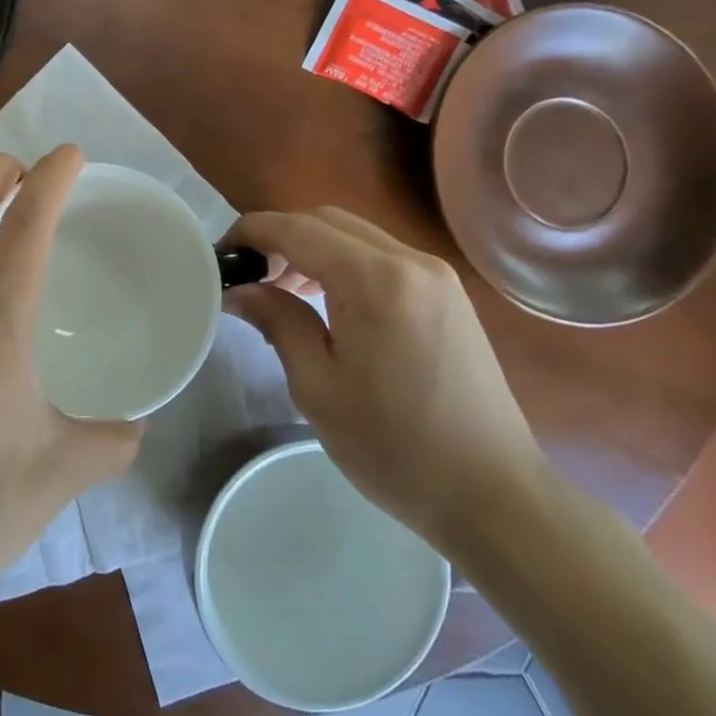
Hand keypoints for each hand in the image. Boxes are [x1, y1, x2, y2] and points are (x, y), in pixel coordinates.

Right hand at [222, 207, 548, 558]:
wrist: (495, 496)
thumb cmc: (395, 448)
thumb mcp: (318, 387)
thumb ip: (278, 322)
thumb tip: (240, 291)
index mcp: (375, 281)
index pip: (296, 229)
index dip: (250, 232)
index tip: (220, 255)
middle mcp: (410, 261)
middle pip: (326, 220)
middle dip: (279, 237)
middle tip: (249, 276)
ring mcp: (436, 276)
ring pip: (355, 234)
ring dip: (311, 248)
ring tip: (282, 291)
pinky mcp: (449, 295)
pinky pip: (382, 257)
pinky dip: (344, 263)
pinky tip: (328, 302)